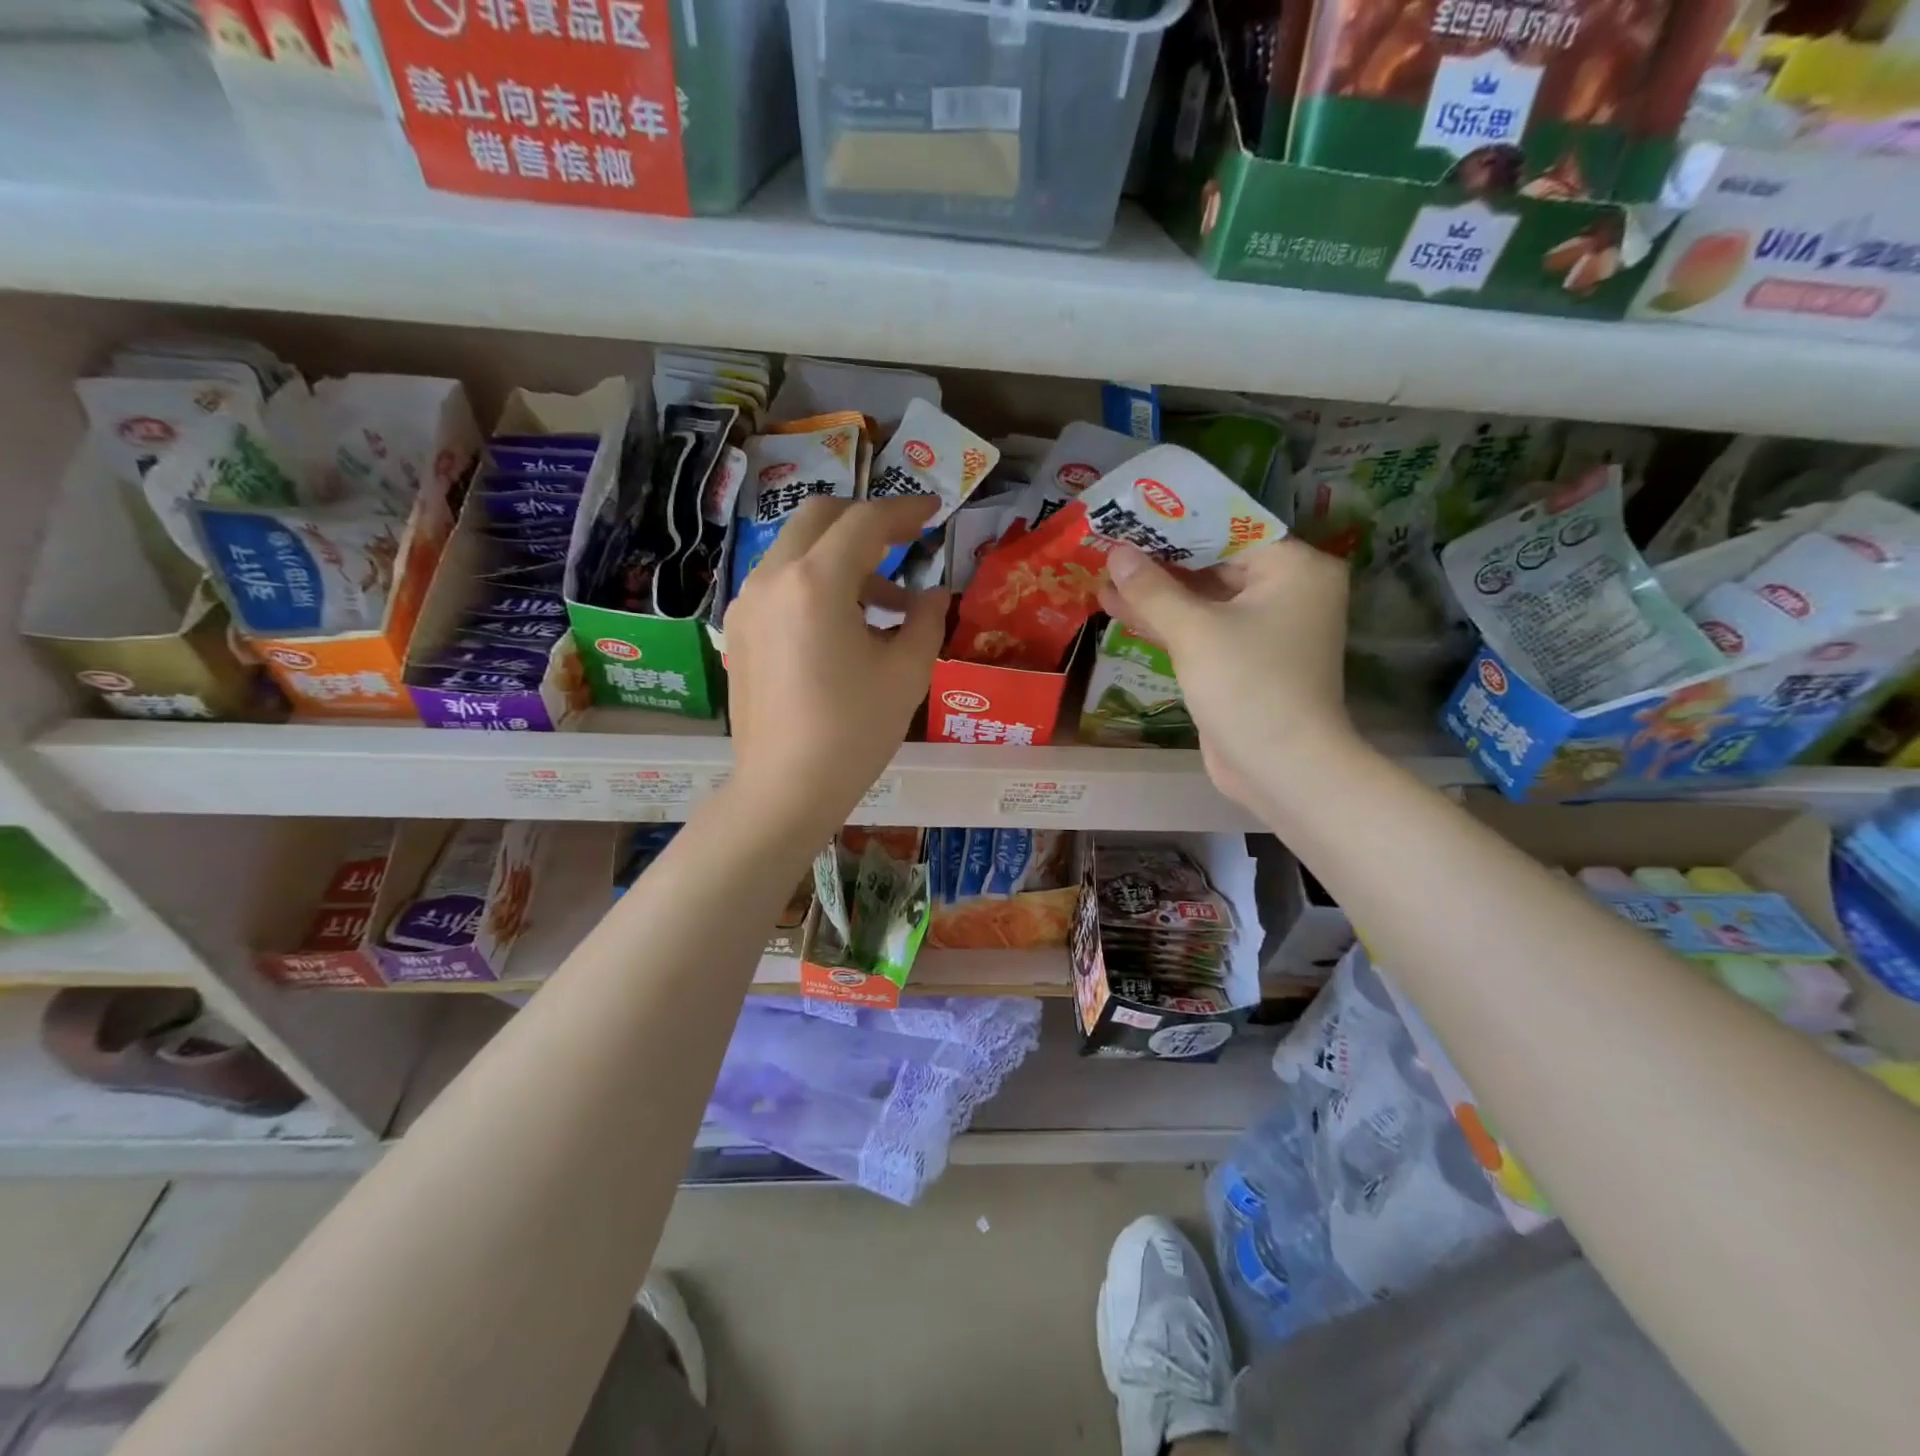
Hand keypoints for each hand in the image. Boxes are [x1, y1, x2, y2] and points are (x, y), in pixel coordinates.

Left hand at [726, 495, 947, 838]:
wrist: (785, 789)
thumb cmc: (853, 732)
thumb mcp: (906, 673)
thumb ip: (925, 620)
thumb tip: (933, 595)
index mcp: (816, 582)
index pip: (865, 522)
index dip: (904, 511)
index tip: (934, 513)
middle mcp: (773, 578)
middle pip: (820, 518)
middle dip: (865, 520)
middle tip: (904, 543)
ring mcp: (748, 603)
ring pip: (797, 549)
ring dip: (842, 557)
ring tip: (886, 604)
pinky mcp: (740, 630)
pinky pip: (781, 583)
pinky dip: (816, 583)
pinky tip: (846, 626)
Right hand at [1098, 537, 1361, 819]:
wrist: (1280, 767)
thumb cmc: (1247, 685)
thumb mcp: (1194, 631)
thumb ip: (1153, 589)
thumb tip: (1117, 553)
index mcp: (1294, 568)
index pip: (1230, 529)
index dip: (1176, 524)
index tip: (1132, 517)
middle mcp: (1287, 592)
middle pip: (1214, 564)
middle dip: (1160, 562)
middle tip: (1110, 547)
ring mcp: (1265, 629)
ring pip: (1203, 600)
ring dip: (1156, 594)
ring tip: (1103, 579)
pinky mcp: (1244, 660)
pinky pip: (1202, 629)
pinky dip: (1167, 623)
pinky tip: (1121, 610)